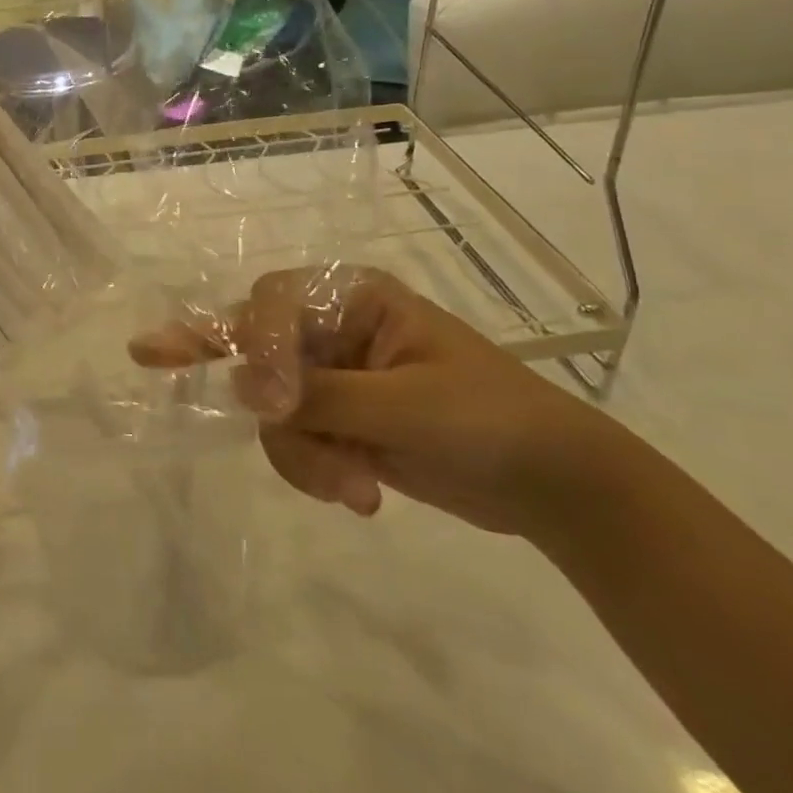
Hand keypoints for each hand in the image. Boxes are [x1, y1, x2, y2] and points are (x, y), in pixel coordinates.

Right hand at [131, 267, 615, 536]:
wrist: (551, 486)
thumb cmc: (487, 421)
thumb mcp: (403, 406)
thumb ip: (319, 393)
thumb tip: (240, 387)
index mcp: (352, 299)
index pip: (272, 302)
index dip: (257, 342)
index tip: (268, 401)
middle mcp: (332, 329)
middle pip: (259, 353)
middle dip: (275, 408)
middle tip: (297, 440)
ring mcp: (331, 377)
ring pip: (269, 406)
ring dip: (302, 453)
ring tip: (354, 489)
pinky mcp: (335, 421)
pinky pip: (291, 438)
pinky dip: (314, 470)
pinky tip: (360, 493)